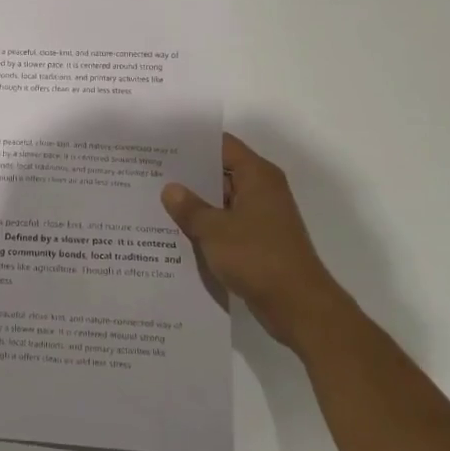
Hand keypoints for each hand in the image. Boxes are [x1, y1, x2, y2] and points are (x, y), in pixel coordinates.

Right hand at [161, 133, 340, 346]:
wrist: (298, 306)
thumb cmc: (257, 258)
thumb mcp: (214, 230)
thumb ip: (189, 207)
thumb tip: (170, 189)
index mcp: (257, 176)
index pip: (222, 146)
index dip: (192, 144)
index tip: (162, 146)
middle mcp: (262, 190)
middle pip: (221, 171)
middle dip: (189, 175)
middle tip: (151, 174)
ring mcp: (262, 217)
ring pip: (222, 200)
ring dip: (196, 203)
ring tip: (156, 201)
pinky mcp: (259, 241)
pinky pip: (227, 223)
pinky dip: (208, 225)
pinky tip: (178, 231)